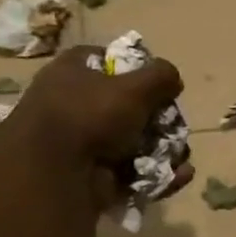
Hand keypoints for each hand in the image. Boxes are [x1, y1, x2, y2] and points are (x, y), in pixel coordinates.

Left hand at [12, 46, 190, 205]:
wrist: (54, 174)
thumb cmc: (90, 115)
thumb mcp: (134, 86)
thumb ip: (160, 76)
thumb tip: (173, 79)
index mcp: (71, 73)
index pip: (104, 59)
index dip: (133, 66)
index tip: (157, 80)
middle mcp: (72, 105)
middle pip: (125, 105)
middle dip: (157, 117)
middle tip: (174, 124)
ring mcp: (82, 144)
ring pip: (133, 143)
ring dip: (163, 149)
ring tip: (182, 156)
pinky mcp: (93, 177)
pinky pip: (134, 173)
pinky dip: (158, 175)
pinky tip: (180, 175)